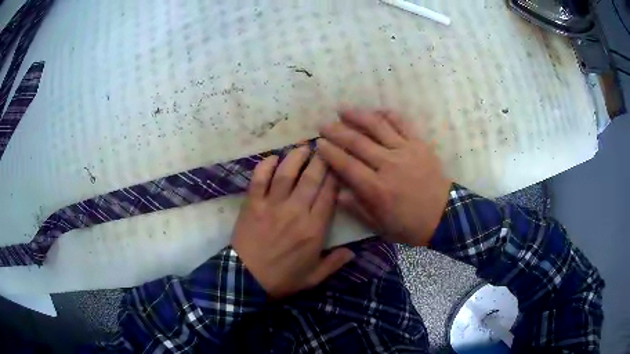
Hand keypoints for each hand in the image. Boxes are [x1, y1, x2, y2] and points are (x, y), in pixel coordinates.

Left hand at [231, 146, 354, 298]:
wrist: (246, 279)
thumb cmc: (282, 279)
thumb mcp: (313, 278)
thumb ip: (334, 263)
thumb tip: (352, 251)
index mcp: (314, 229)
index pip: (329, 194)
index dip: (335, 176)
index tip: (339, 164)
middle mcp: (296, 212)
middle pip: (311, 178)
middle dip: (320, 160)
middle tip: (325, 148)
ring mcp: (272, 206)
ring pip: (287, 173)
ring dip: (296, 156)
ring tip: (304, 146)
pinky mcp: (253, 204)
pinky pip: (259, 179)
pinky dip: (265, 165)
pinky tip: (273, 157)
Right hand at [317, 109, 451, 246]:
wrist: (443, 217)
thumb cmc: (409, 225)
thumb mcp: (380, 226)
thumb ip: (357, 208)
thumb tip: (336, 193)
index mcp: (376, 188)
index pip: (346, 164)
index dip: (330, 152)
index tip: (318, 143)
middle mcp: (388, 165)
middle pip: (357, 142)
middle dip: (337, 131)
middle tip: (324, 125)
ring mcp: (405, 151)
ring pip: (377, 127)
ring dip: (358, 116)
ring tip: (343, 110)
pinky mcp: (419, 144)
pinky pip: (402, 123)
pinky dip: (388, 114)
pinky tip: (376, 111)